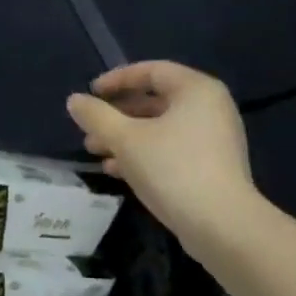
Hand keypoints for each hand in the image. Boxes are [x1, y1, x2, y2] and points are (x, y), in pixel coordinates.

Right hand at [66, 61, 257, 251]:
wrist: (221, 224)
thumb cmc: (172, 169)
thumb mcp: (126, 139)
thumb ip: (97, 116)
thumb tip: (74, 101)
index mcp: (196, 89)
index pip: (152, 70)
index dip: (117, 79)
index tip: (90, 93)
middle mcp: (210, 107)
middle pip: (156, 100)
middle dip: (117, 114)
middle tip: (89, 129)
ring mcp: (214, 138)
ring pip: (161, 128)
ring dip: (126, 137)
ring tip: (95, 152)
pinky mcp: (211, 166)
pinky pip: (172, 149)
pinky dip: (144, 154)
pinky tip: (117, 171)